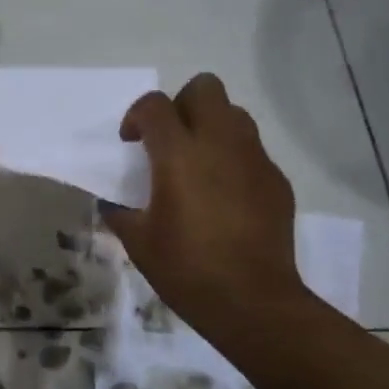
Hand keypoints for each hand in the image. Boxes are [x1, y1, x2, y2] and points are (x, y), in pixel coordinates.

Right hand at [101, 73, 304, 333]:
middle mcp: (220, 143)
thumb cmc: (186, 268)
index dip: (136, 116)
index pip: (155, 105)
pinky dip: (234, 159)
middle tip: (169, 140)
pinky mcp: (276, 180)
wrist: (252, 301)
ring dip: (211, 126)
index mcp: (179, 154)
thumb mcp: (138, 242)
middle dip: (181, 104)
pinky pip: (252, 151)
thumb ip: (120, 212)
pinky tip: (224, 196)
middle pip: (205, 87)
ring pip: (234, 114)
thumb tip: (113, 203)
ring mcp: (254, 159)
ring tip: (198, 163)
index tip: (130, 143)